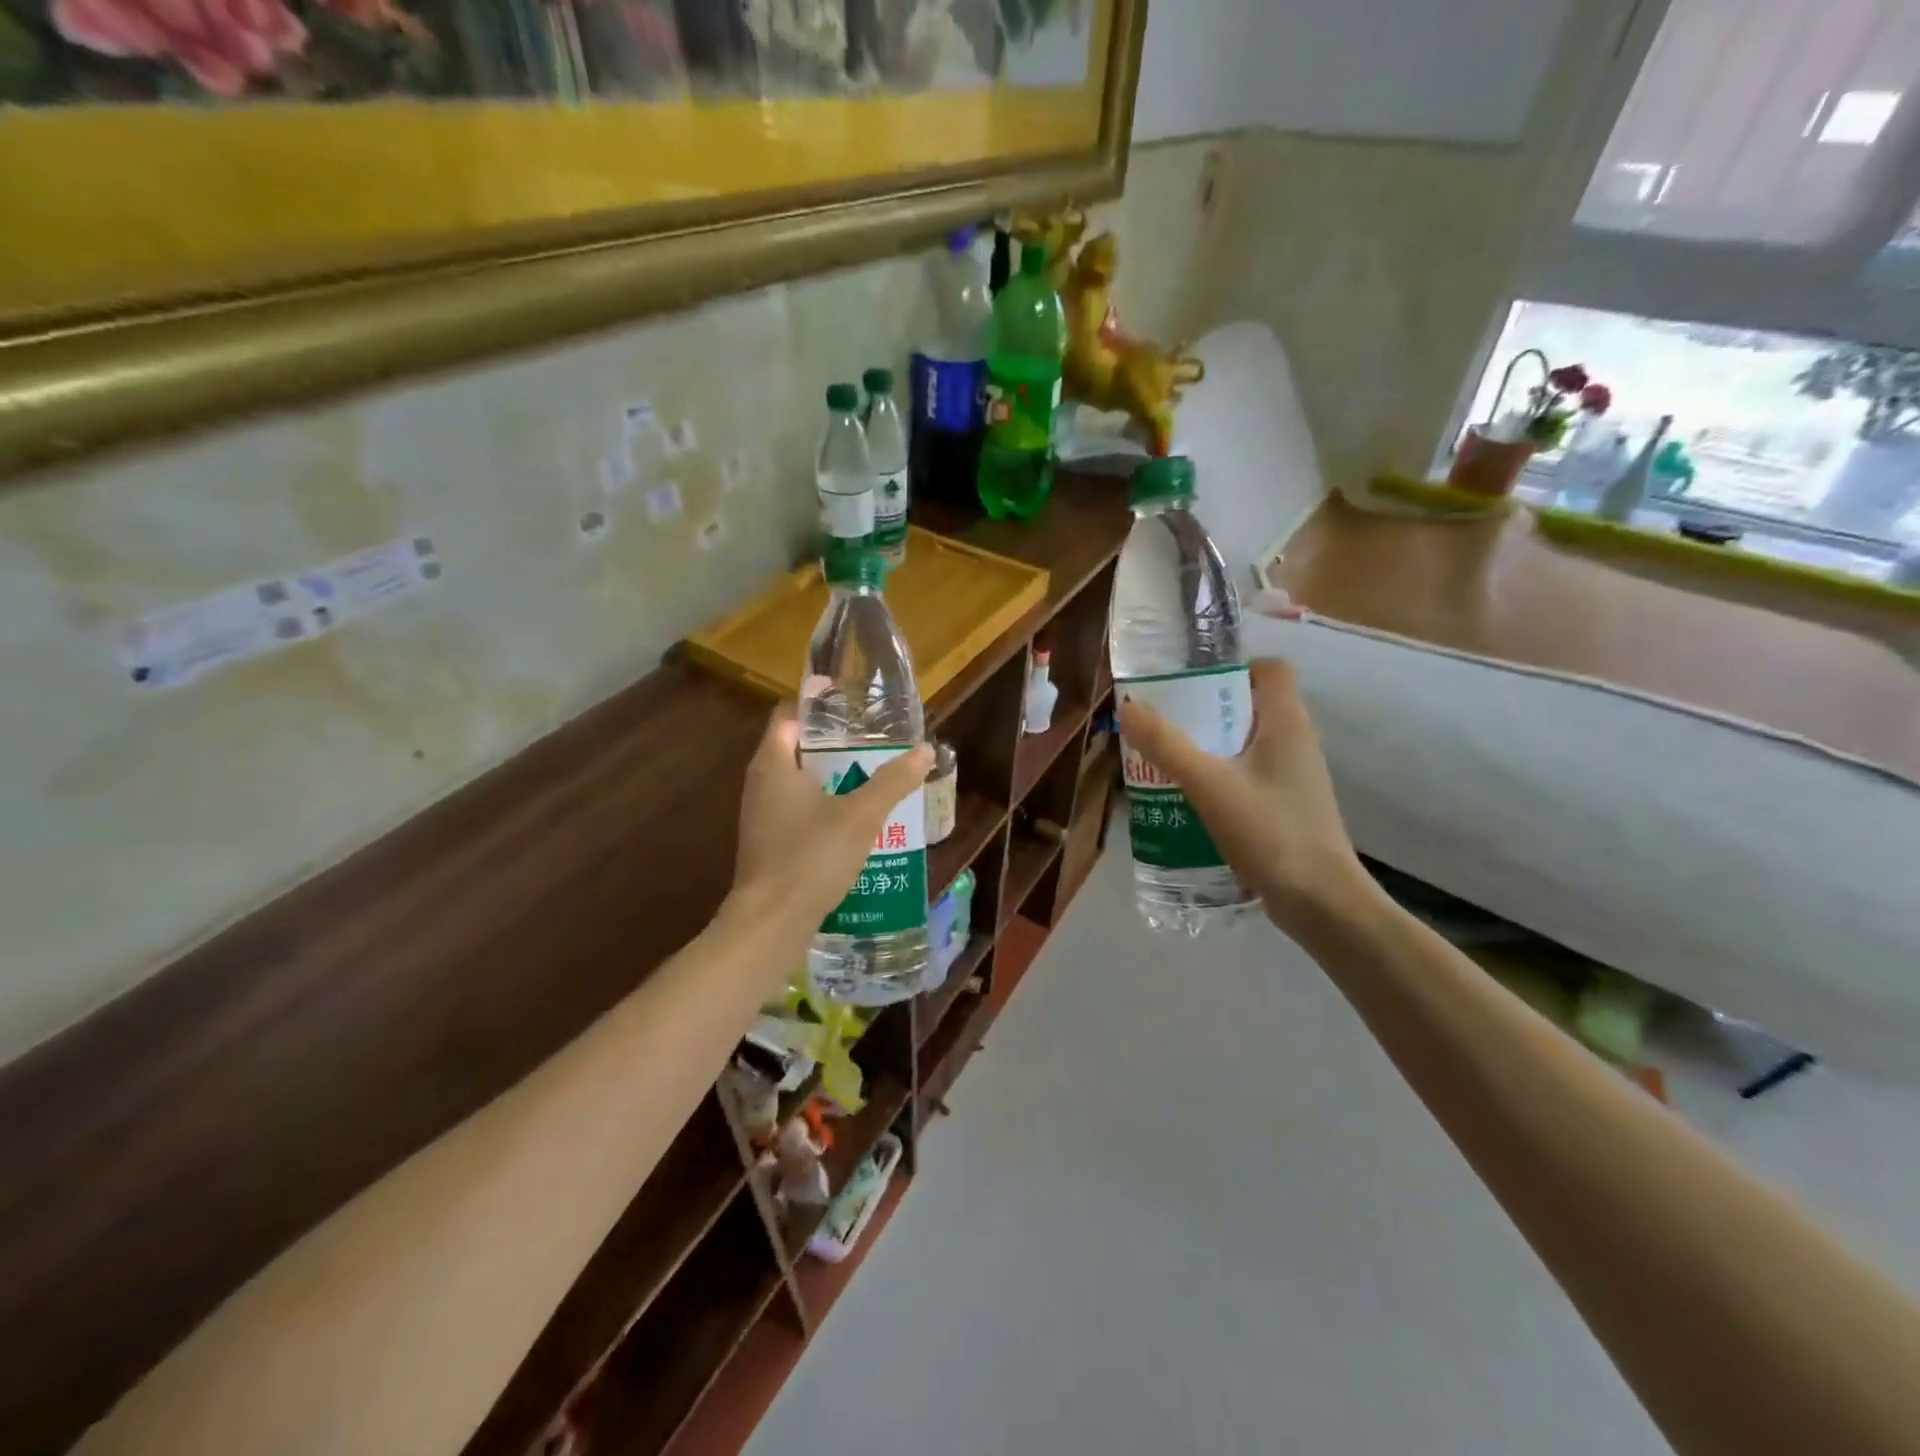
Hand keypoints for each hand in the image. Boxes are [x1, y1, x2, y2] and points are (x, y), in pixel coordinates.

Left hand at [728, 706, 934, 944]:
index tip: (854, 707)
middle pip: (797, 748)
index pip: (789, 715)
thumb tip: (925, 750)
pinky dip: (824, 808)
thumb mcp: (861, 815)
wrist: (771, 924)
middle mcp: (760, 784)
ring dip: (833, 778)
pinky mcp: (768, 844)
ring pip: (799, 783)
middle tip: (875, 743)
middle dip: (835, 744)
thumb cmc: (811, 857)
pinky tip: (856, 822)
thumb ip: (893, 781)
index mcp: (774, 764)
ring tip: (873, 778)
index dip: (819, 706)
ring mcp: (761, 816)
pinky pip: (798, 812)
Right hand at [1117, 658, 1367, 935]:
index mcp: (1287, 722)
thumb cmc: (1270, 831)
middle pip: (1251, 705)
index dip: (1233, 666)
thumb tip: (1127, 707)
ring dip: (1210, 745)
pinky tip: (1190, 797)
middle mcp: (1296, 741)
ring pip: (1247, 742)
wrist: (1320, 902)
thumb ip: (1167, 745)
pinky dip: (1221, 776)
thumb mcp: (1209, 785)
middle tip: (1165, 721)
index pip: (1270, 669)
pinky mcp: (1287, 806)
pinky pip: (1249, 774)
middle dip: (1206, 708)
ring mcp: (1294, 777)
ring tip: (1168, 758)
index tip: (1190, 682)